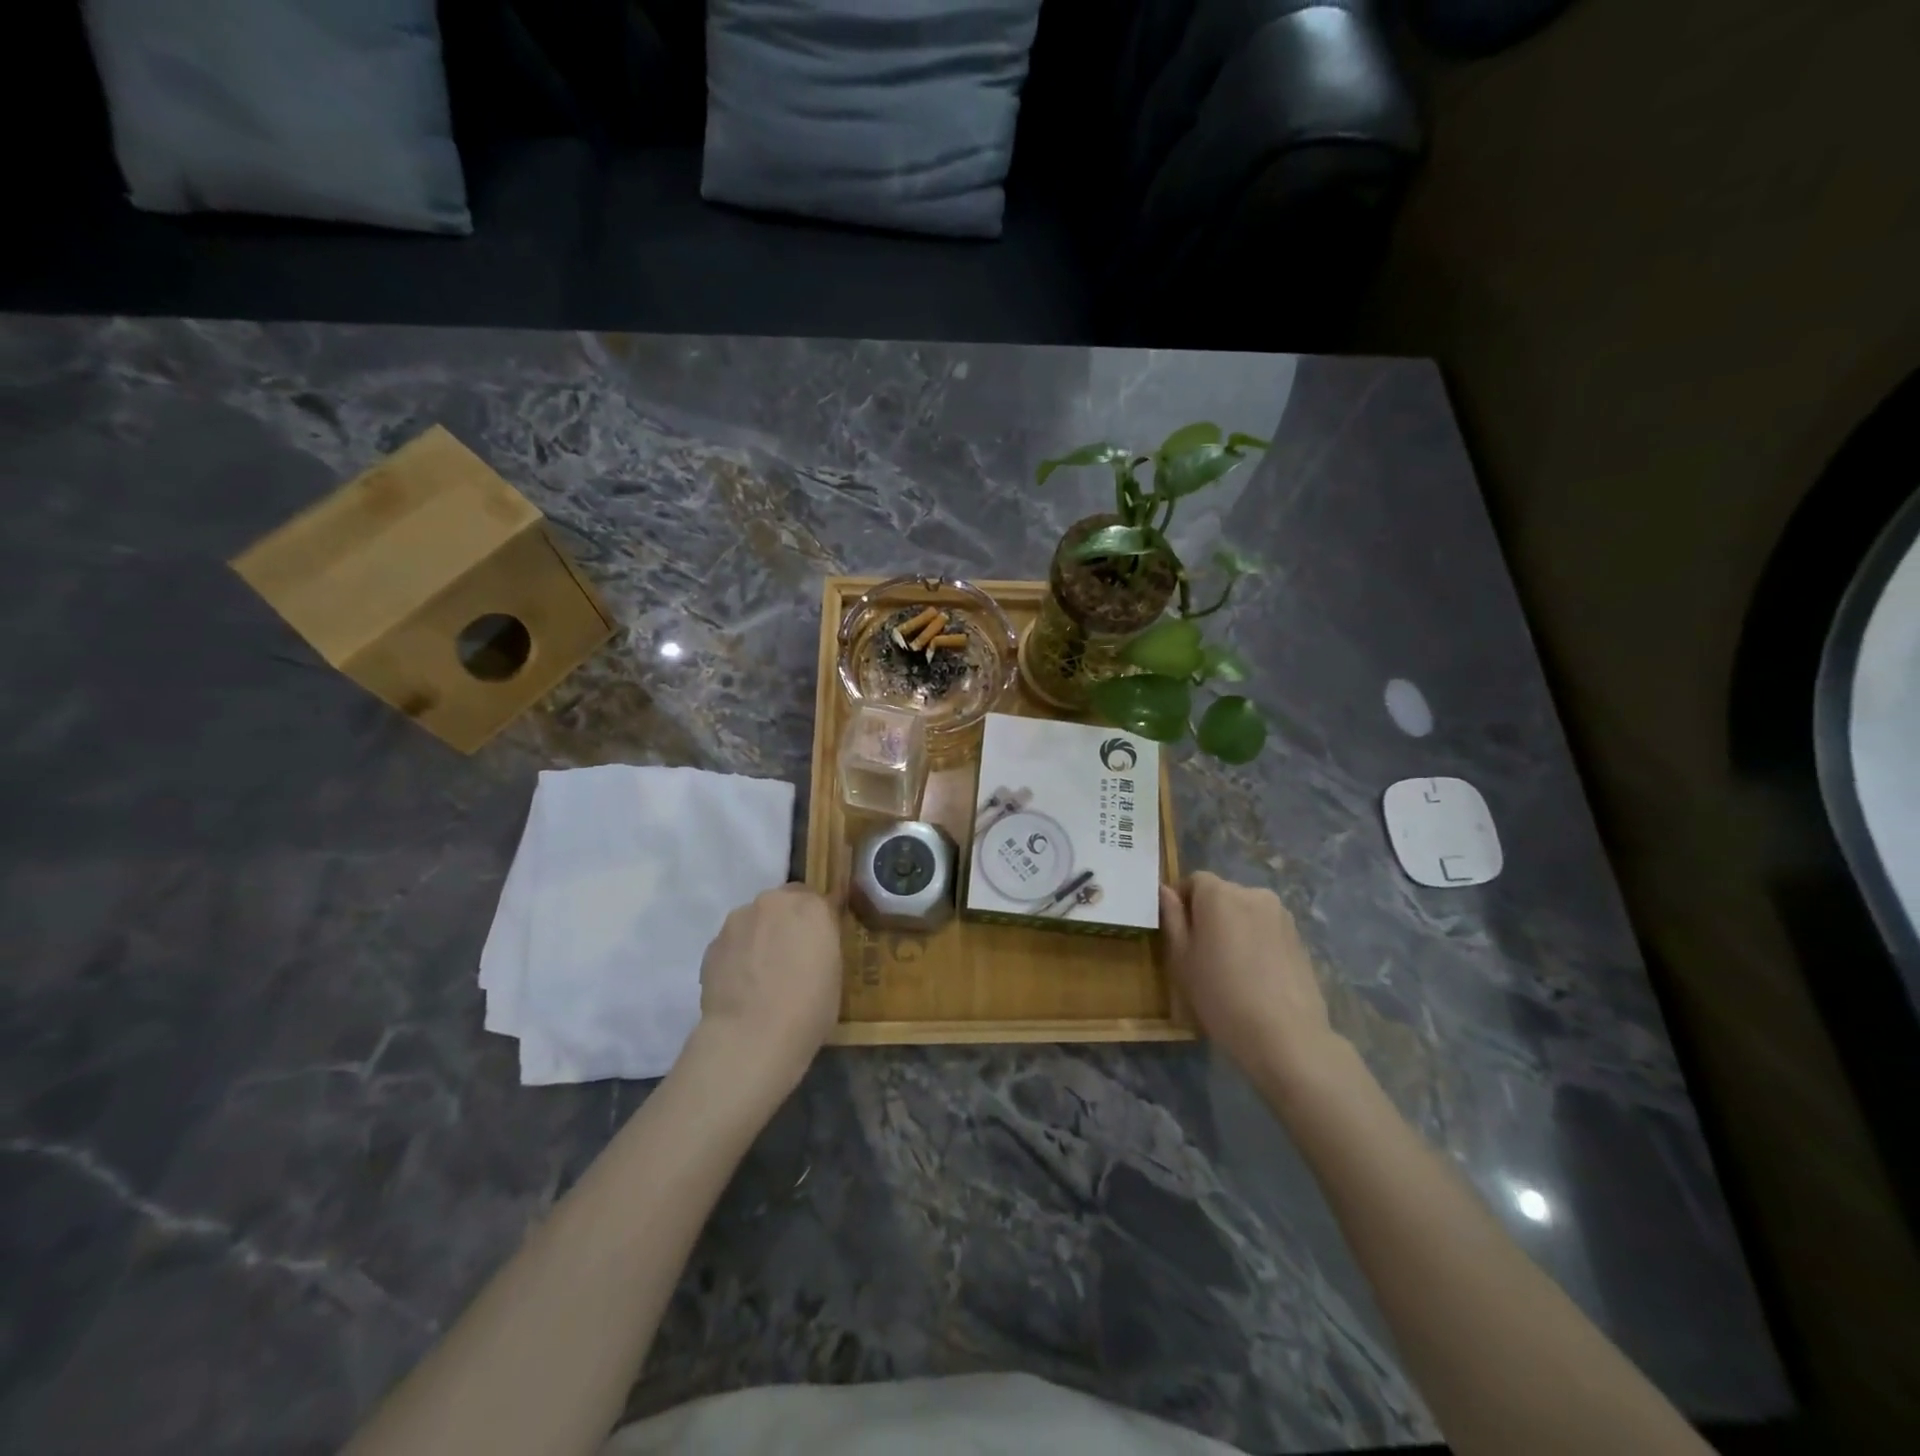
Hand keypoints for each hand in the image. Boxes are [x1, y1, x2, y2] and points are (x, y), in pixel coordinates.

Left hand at [692, 883, 841, 1100]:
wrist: (751, 1037)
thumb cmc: (808, 1009)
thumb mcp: (834, 974)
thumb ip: (823, 946)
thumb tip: (812, 946)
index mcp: (811, 907)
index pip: (819, 900)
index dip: (819, 922)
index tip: (820, 944)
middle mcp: (774, 902)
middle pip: (783, 903)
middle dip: (787, 923)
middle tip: (791, 957)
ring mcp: (738, 921)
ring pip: (754, 921)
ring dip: (760, 937)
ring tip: (761, 976)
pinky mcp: (712, 944)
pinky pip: (732, 943)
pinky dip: (738, 956)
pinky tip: (741, 987)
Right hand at [1160, 872, 1346, 1101]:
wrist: (1285, 1036)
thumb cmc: (1220, 995)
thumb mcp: (1182, 959)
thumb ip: (1172, 918)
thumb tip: (1165, 891)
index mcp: (1219, 894)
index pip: (1195, 880)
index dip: (1183, 901)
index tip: (1179, 932)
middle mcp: (1252, 893)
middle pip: (1222, 894)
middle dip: (1209, 914)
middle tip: (1202, 952)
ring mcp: (1281, 915)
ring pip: (1246, 912)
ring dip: (1235, 927)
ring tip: (1231, 966)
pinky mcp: (1300, 938)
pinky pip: (1267, 929)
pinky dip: (1256, 941)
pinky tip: (1255, 975)